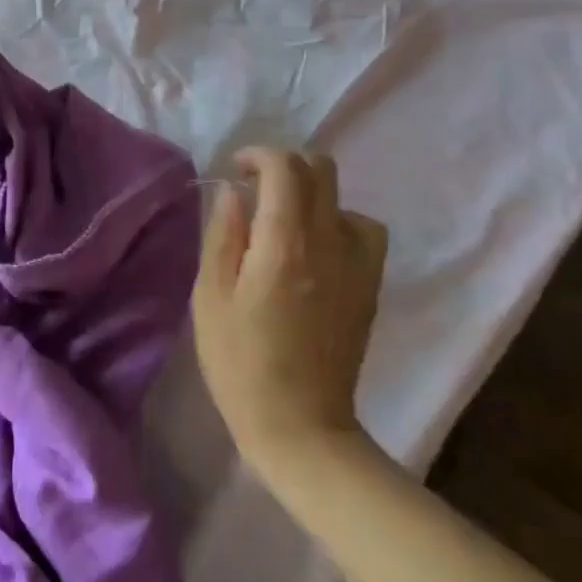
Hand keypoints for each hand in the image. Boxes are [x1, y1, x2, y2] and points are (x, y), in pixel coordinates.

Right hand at [191, 148, 387, 481]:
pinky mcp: (370, 286)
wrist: (300, 426)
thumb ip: (223, 235)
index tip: (237, 169)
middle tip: (257, 189)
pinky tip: (319, 250)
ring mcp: (357, 263)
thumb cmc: (241, 363)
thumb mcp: (211, 297)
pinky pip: (364, 231)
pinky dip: (340, 224)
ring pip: (343, 198)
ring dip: (311, 195)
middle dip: (285, 165)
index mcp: (285, 242)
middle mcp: (328, 241)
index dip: (259, 155)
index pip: (285, 167)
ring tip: (286, 223)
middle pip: (320, 169)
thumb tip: (235, 192)